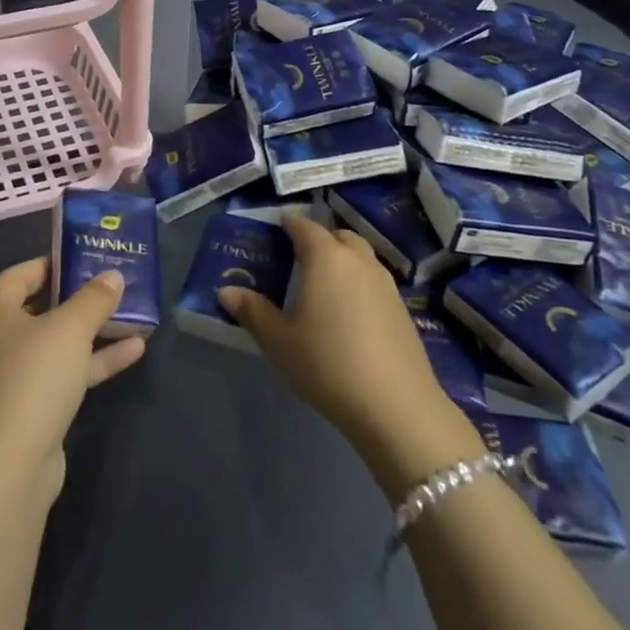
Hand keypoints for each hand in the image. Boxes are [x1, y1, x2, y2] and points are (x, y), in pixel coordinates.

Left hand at [0, 257, 146, 508]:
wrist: (9, 467)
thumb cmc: (33, 378)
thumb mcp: (69, 328)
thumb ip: (93, 299)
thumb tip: (112, 275)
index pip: (21, 274)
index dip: (51, 262)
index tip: (85, 256)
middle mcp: (0, 339)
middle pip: (42, 307)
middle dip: (80, 296)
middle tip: (114, 282)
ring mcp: (17, 376)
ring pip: (59, 342)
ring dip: (94, 330)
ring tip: (135, 314)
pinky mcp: (34, 407)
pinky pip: (68, 372)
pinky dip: (96, 361)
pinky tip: (135, 350)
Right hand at [219, 215, 482, 499]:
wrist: (396, 406)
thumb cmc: (326, 363)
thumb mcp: (278, 340)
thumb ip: (252, 311)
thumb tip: (226, 291)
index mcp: (325, 258)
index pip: (305, 226)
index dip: (289, 224)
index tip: (276, 228)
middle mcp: (358, 261)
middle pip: (338, 236)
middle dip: (319, 239)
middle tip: (298, 256)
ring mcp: (386, 284)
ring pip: (361, 257)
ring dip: (342, 259)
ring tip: (323, 283)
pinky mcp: (403, 310)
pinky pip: (374, 281)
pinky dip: (358, 283)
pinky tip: (348, 313)